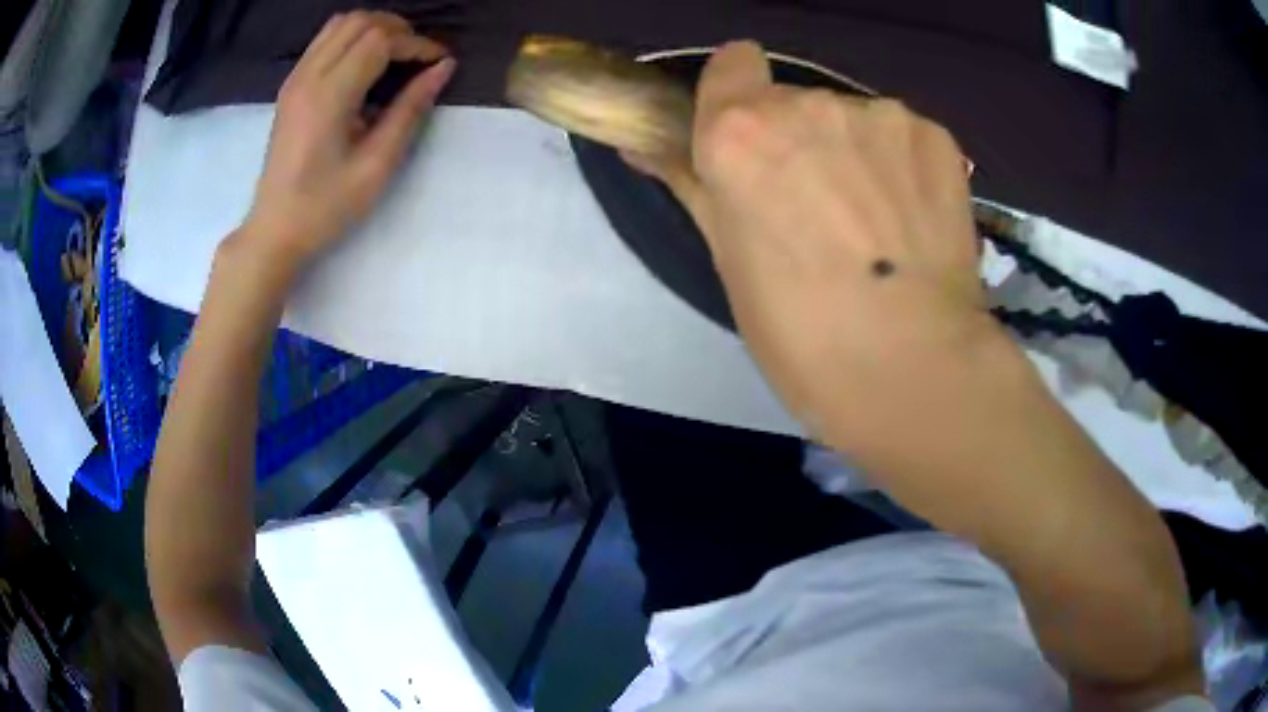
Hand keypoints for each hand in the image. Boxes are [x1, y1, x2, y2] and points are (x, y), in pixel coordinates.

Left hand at [240, 12, 454, 267]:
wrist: (274, 229)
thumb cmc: (325, 206)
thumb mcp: (376, 165)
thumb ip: (410, 110)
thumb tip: (443, 68)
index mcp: (329, 95)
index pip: (380, 40)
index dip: (416, 43)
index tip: (439, 62)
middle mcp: (308, 76)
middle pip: (360, 21)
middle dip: (398, 29)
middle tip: (419, 56)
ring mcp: (295, 78)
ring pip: (340, 23)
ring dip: (374, 28)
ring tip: (396, 54)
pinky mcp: (290, 86)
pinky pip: (324, 40)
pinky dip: (352, 38)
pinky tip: (366, 63)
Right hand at [630, 42, 1005, 443]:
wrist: (915, 368)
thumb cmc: (802, 334)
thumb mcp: (729, 261)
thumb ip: (692, 185)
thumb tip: (646, 145)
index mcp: (740, 133)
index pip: (732, 63)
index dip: (737, 94)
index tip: (751, 139)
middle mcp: (808, 104)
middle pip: (794, 99)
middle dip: (798, 138)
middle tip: (818, 207)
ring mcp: (880, 115)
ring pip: (852, 118)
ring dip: (853, 151)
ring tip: (874, 222)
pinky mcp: (935, 136)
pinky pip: (901, 135)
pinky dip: (901, 164)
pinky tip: (912, 218)